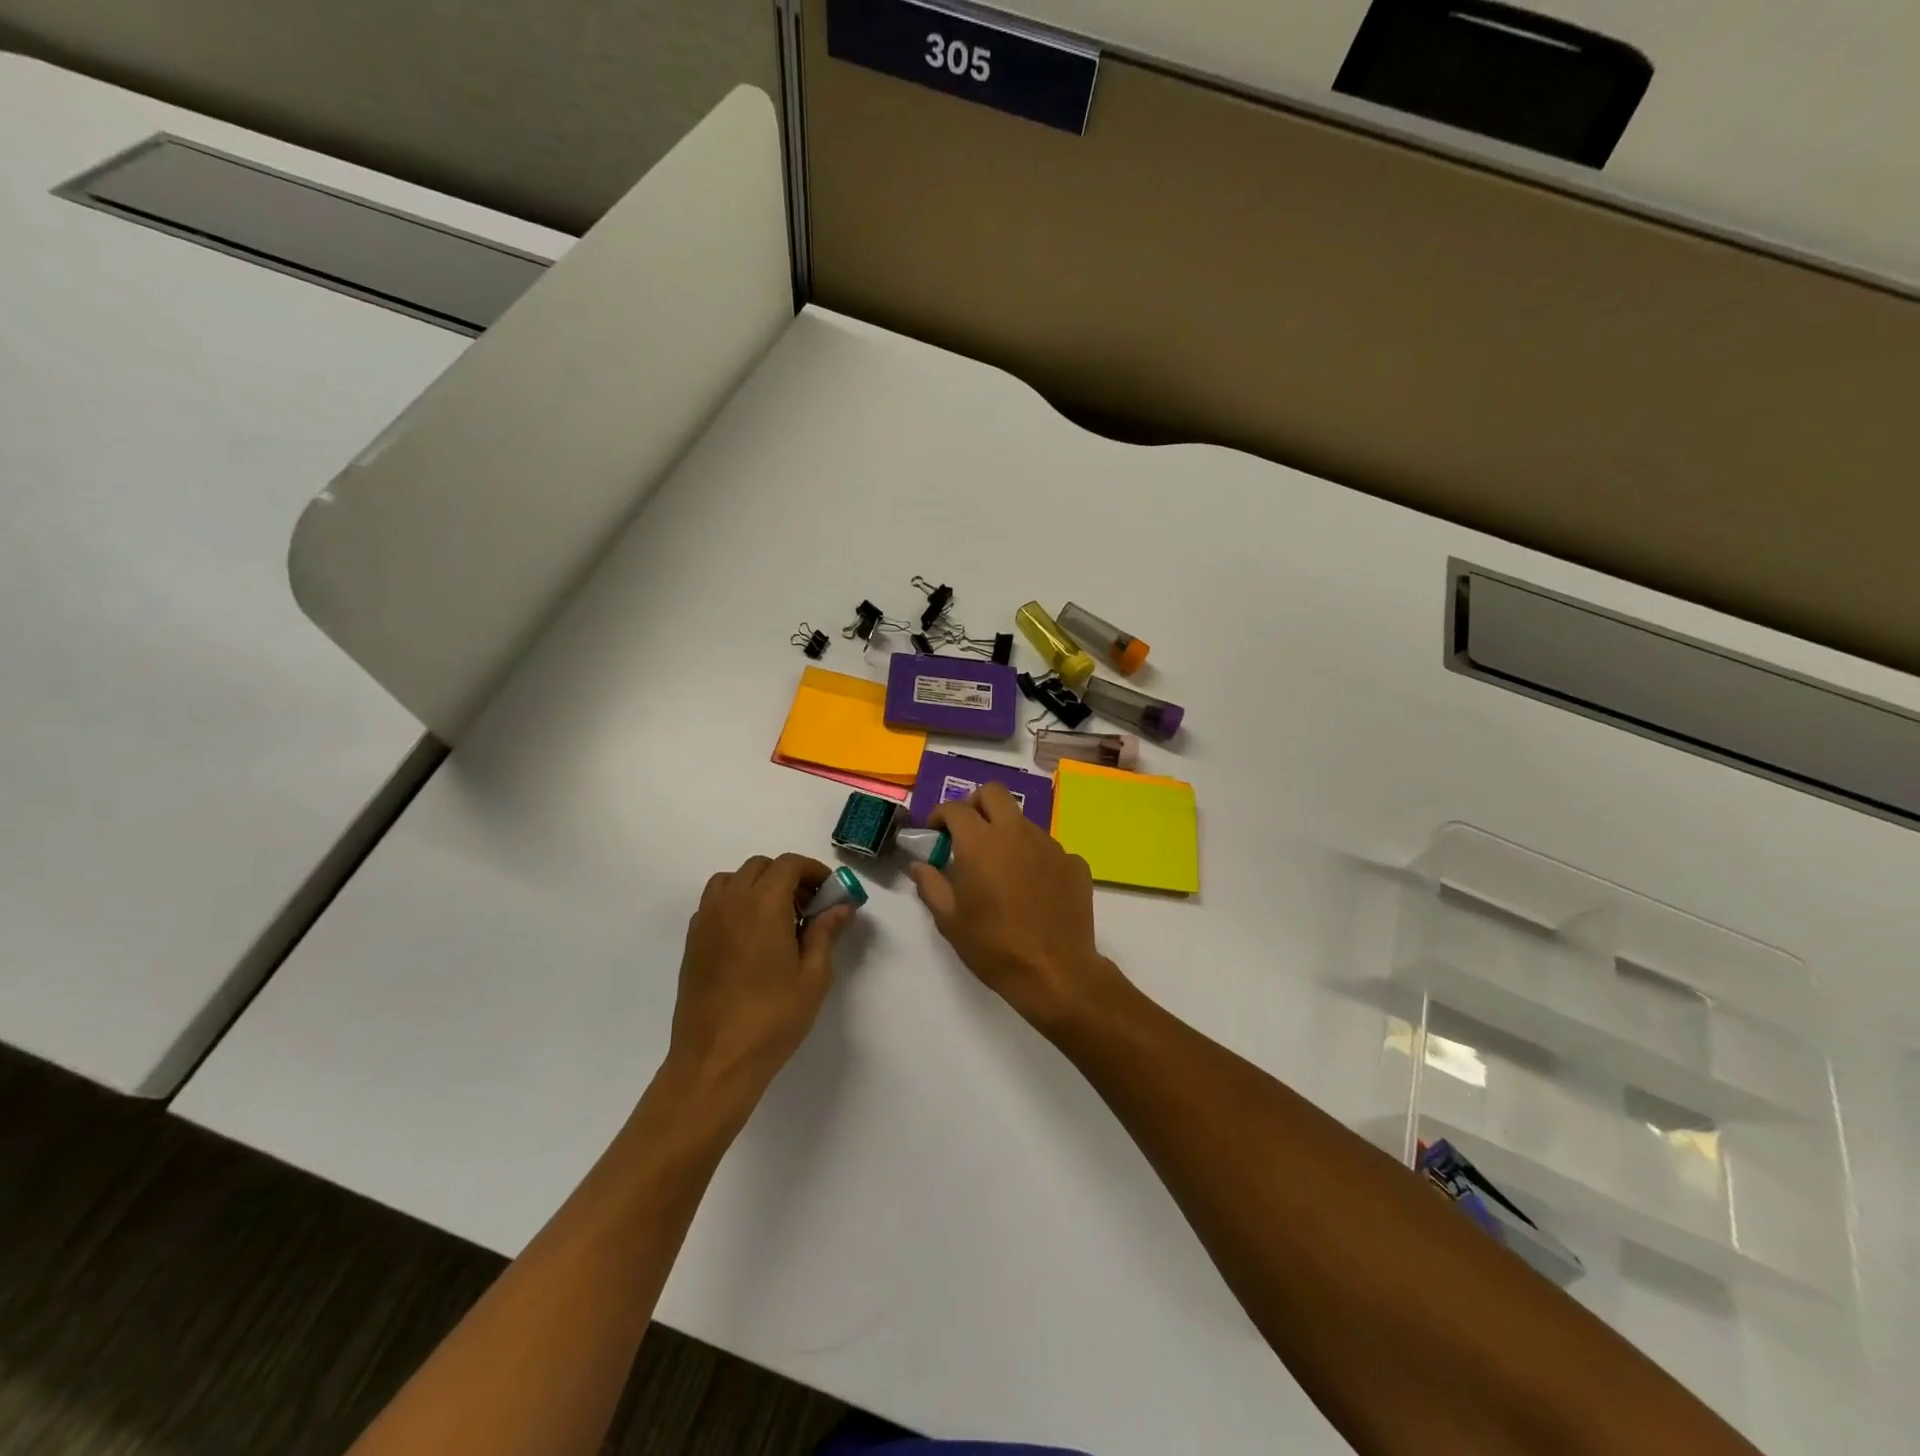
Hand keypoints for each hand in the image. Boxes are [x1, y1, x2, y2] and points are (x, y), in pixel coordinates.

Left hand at [666, 853, 851, 1103]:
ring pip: (732, 880)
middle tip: (808, 906)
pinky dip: (736, 903)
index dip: (813, 870)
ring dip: (757, 885)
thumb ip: (825, 933)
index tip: (829, 891)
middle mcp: (731, 903)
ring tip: (777, 918)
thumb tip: (841, 906)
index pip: (788, 865)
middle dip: (787, 877)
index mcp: (763, 905)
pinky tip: (751, 937)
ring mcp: (706, 921)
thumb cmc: (772, 1018)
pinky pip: (715, 903)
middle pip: (760, 867)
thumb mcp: (813, 976)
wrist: (715, 1061)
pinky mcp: (692, 942)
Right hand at [906, 784, 1122, 1032]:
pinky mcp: (1074, 863)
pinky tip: (1032, 889)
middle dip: (975, 804)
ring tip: (1001, 869)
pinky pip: (1048, 849)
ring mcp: (1050, 845)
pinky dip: (1034, 858)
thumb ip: (930, 885)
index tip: (935, 832)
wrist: (1055, 972)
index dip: (940, 815)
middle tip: (967, 832)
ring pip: (1022, 821)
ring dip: (1006, 832)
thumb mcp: (950, 920)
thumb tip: (918, 864)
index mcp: (981, 842)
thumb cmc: (994, 947)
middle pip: (994, 793)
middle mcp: (1017, 832)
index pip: (955, 808)